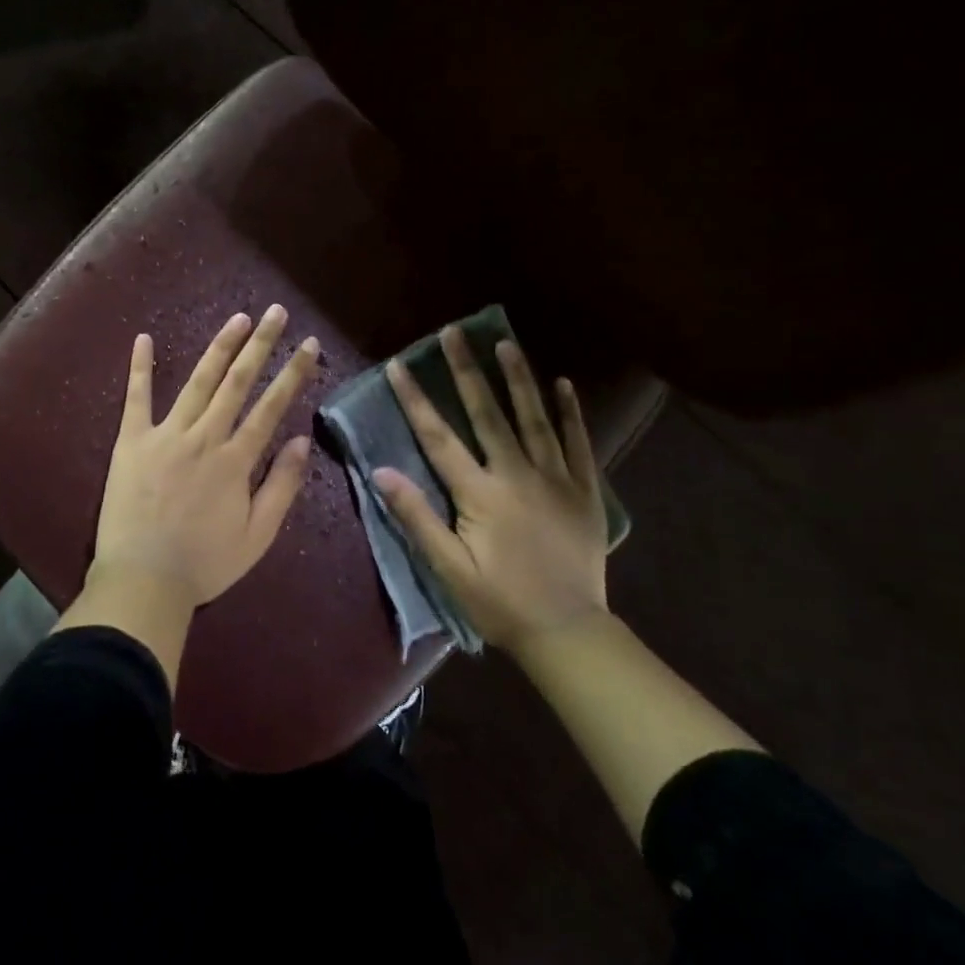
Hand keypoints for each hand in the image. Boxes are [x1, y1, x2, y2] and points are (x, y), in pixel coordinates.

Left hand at [92, 305, 319, 612]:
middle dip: (260, 345)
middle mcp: (204, 437)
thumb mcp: (257, 536)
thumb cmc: (204, 564)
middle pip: (237, 382)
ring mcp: (165, 435)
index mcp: (235, 460)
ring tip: (238, 318)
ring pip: (198, 382)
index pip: (271, 407)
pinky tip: (144, 338)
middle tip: (277, 313)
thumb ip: (281, 487)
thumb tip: (302, 442)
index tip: (307, 344)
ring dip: (219, 347)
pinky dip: (141, 367)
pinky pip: (136, 398)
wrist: (142, 581)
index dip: (292, 373)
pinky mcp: (131, 441)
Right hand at [373, 329, 608, 649]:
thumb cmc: (499, 601)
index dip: (415, 399)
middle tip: (454, 332)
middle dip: (467, 371)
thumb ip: (416, 517)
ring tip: (505, 343)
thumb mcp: (448, 568)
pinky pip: (578, 443)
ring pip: (534, 418)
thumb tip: (380, 472)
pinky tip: (563, 384)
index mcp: (480, 493)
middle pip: (487, 413)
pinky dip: (570, 412)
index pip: (438, 437)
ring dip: (517, 378)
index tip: (398, 365)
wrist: (568, 632)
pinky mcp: (584, 491)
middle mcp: (517, 475)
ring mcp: (556, 479)